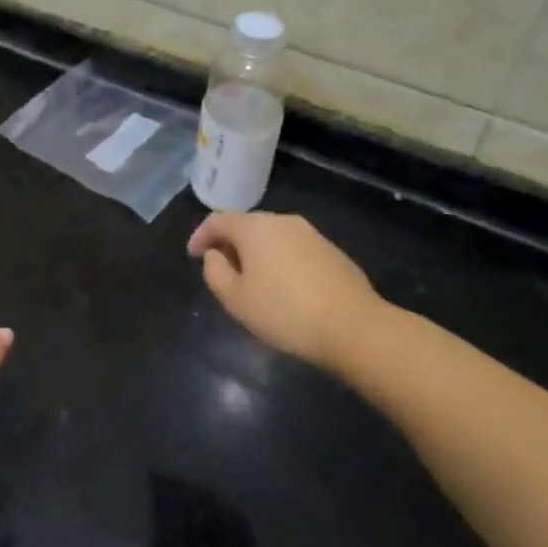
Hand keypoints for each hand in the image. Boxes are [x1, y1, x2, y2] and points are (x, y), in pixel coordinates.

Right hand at [188, 211, 387, 371]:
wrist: (354, 327)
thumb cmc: (284, 312)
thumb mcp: (235, 299)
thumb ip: (215, 272)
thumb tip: (215, 255)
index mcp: (254, 227)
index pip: (218, 220)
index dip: (201, 235)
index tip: (193, 255)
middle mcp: (282, 221)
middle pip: (247, 225)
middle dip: (230, 243)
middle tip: (222, 269)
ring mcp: (311, 234)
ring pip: (272, 236)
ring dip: (257, 252)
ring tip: (252, 280)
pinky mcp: (332, 251)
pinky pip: (294, 249)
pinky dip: (280, 260)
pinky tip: (284, 287)